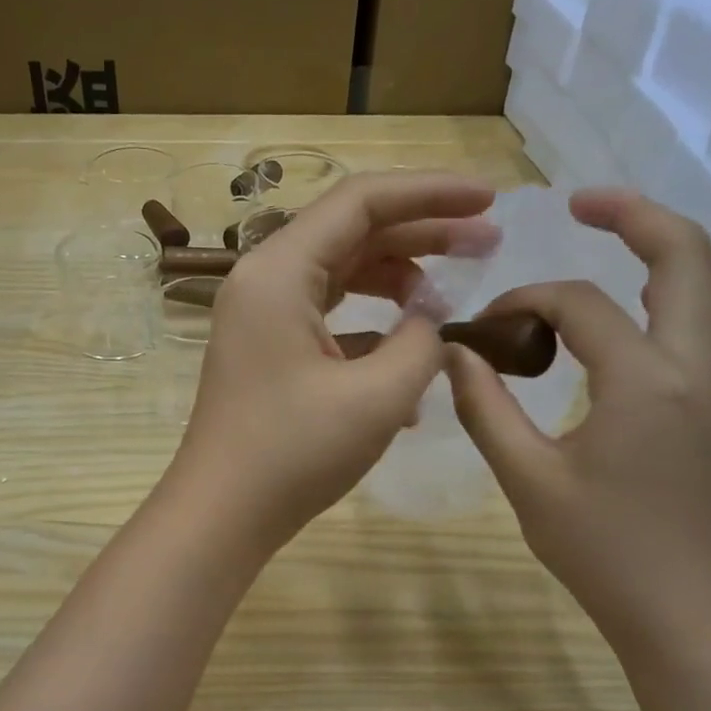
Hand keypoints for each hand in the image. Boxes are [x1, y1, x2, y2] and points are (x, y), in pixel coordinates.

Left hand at [169, 171, 499, 549]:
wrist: (221, 517)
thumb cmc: (293, 455)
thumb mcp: (377, 397)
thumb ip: (422, 343)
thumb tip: (431, 321)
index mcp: (279, 271)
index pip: (361, 202)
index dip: (431, 193)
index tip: (489, 201)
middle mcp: (264, 282)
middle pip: (352, 234)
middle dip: (423, 234)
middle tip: (488, 244)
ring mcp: (263, 319)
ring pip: (341, 277)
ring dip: (398, 282)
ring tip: (452, 300)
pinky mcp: (270, 354)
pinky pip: (329, 321)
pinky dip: (372, 330)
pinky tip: (412, 362)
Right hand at [446, 189, 710, 646]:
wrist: (680, 607)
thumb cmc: (601, 549)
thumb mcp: (526, 479)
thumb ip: (486, 409)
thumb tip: (454, 356)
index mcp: (644, 379)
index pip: (580, 305)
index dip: (524, 302)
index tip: (483, 330)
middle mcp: (693, 366)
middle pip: (687, 257)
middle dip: (636, 216)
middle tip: (582, 200)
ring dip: (677, 245)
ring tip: (624, 234)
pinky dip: (689, 287)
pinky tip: (645, 303)